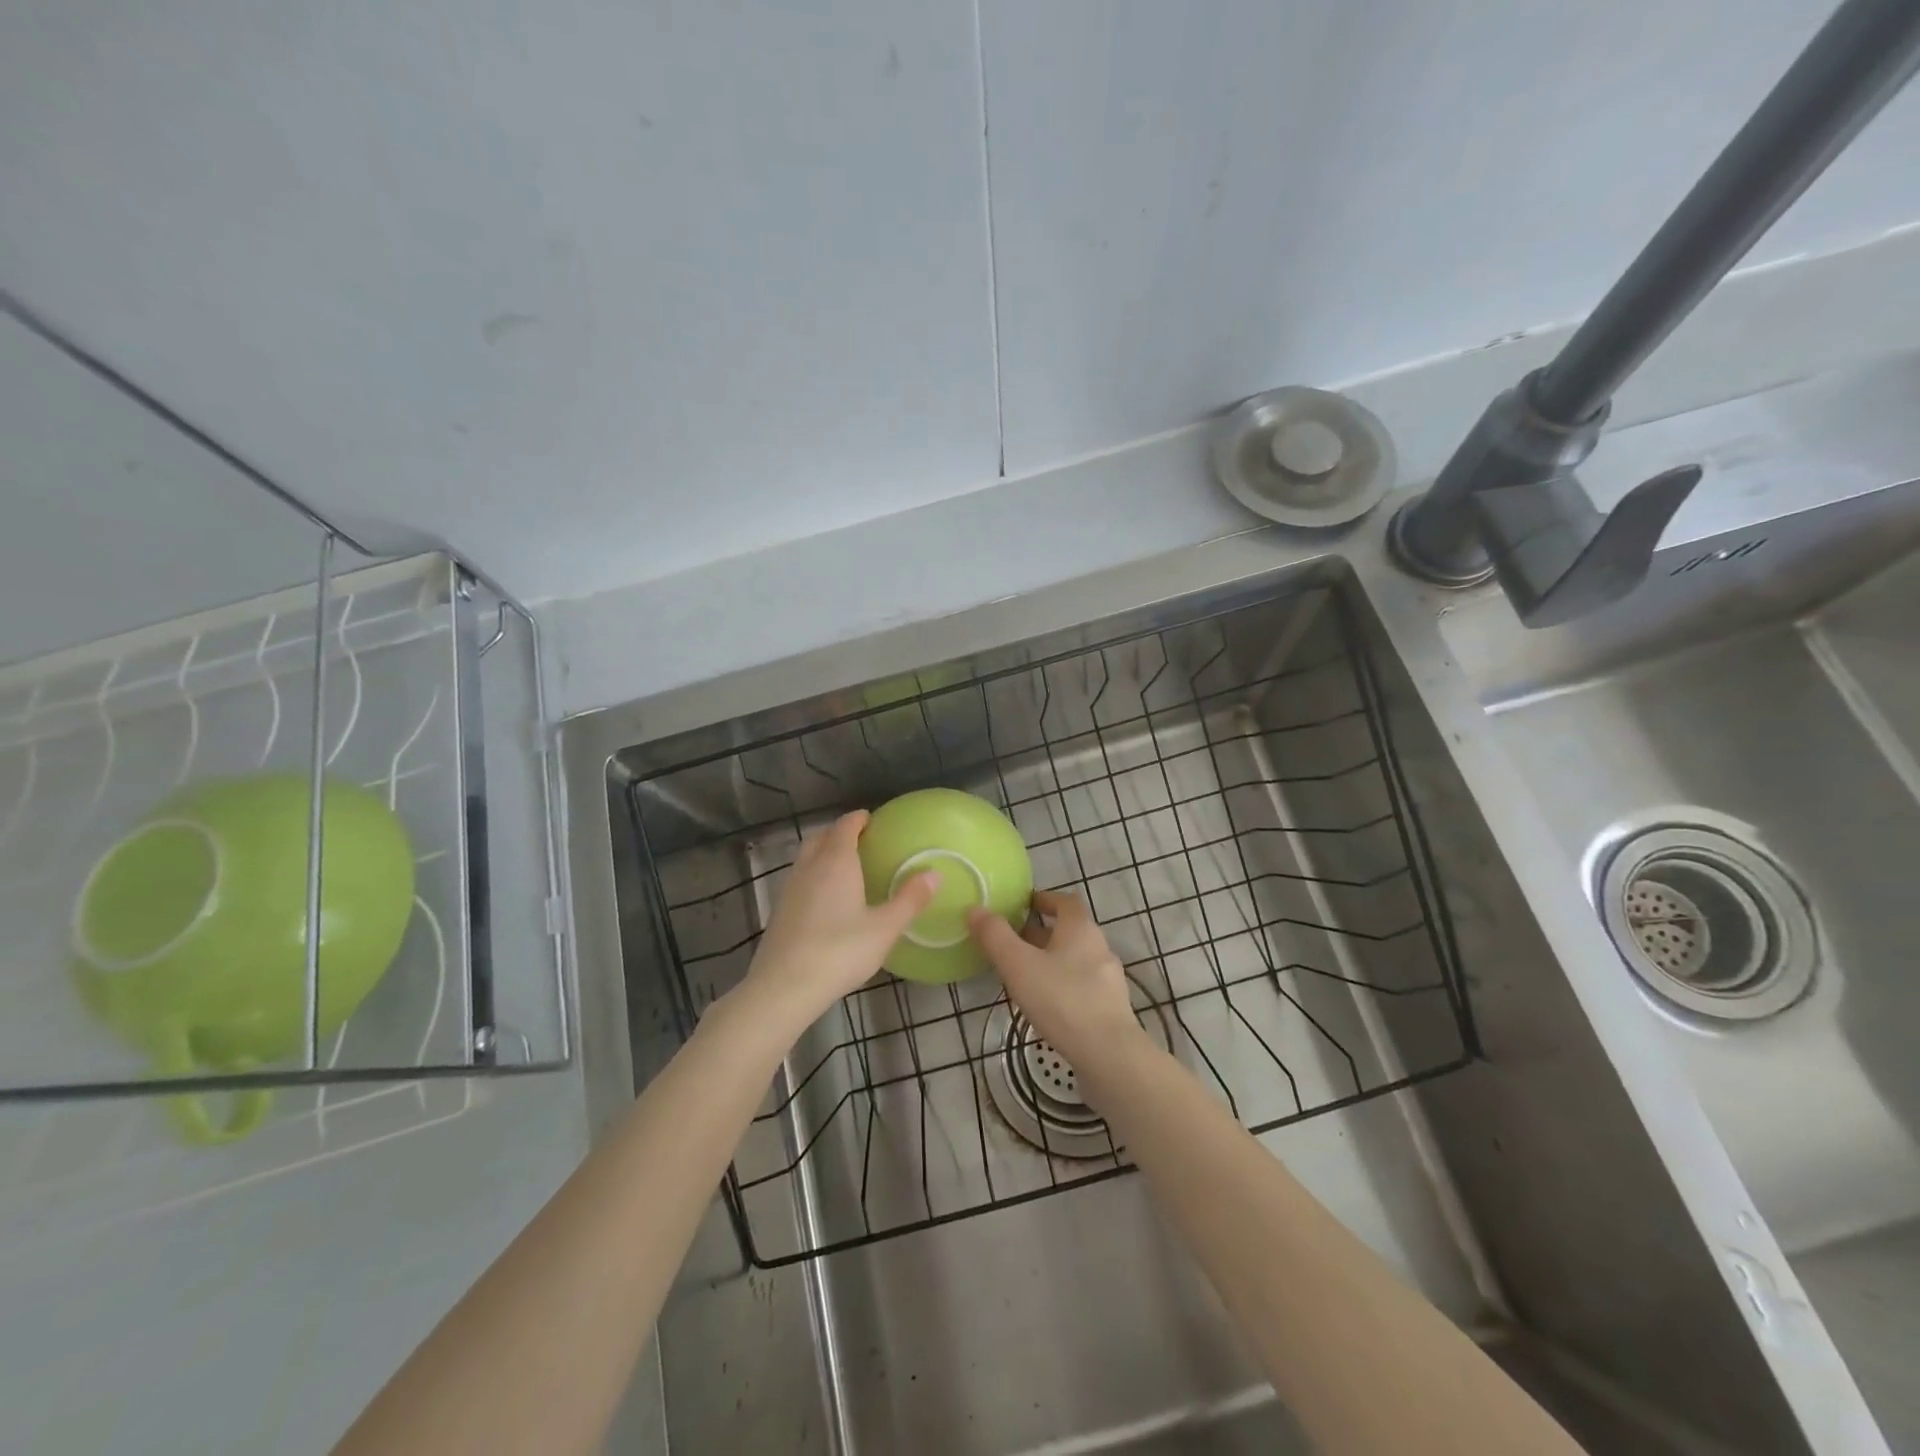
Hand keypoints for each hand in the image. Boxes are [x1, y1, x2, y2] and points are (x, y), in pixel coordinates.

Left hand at [737, 811, 937, 1034]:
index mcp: (836, 861)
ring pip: (807, 857)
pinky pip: (799, 878)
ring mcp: (790, 887)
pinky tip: (826, 899)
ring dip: (823, 853)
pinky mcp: (780, 910)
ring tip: (845, 868)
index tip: (873, 821)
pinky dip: (814, 875)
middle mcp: (810, 866)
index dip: (859, 819)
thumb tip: (935, 873)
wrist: (784, 987)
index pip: (845, 826)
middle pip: (821, 836)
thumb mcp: (884, 928)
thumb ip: (910, 900)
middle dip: (839, 833)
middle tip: (861, 842)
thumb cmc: (840, 952)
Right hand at [966, 891, 1143, 1069]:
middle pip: (1069, 931)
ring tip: (1024, 975)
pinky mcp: (1111, 1008)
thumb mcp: (1018, 965)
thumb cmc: (1061, 1000)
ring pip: (1076, 960)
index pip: (1065, 901)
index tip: (1022, 905)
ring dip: (1052, 961)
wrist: (1109, 1055)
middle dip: (1041, 933)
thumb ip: (995, 936)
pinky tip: (1046, 1005)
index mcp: (1081, 929)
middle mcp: (1099, 947)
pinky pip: (1082, 986)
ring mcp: (1109, 980)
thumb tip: (975, 908)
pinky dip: (1063, 986)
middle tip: (1012, 942)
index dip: (1044, 899)